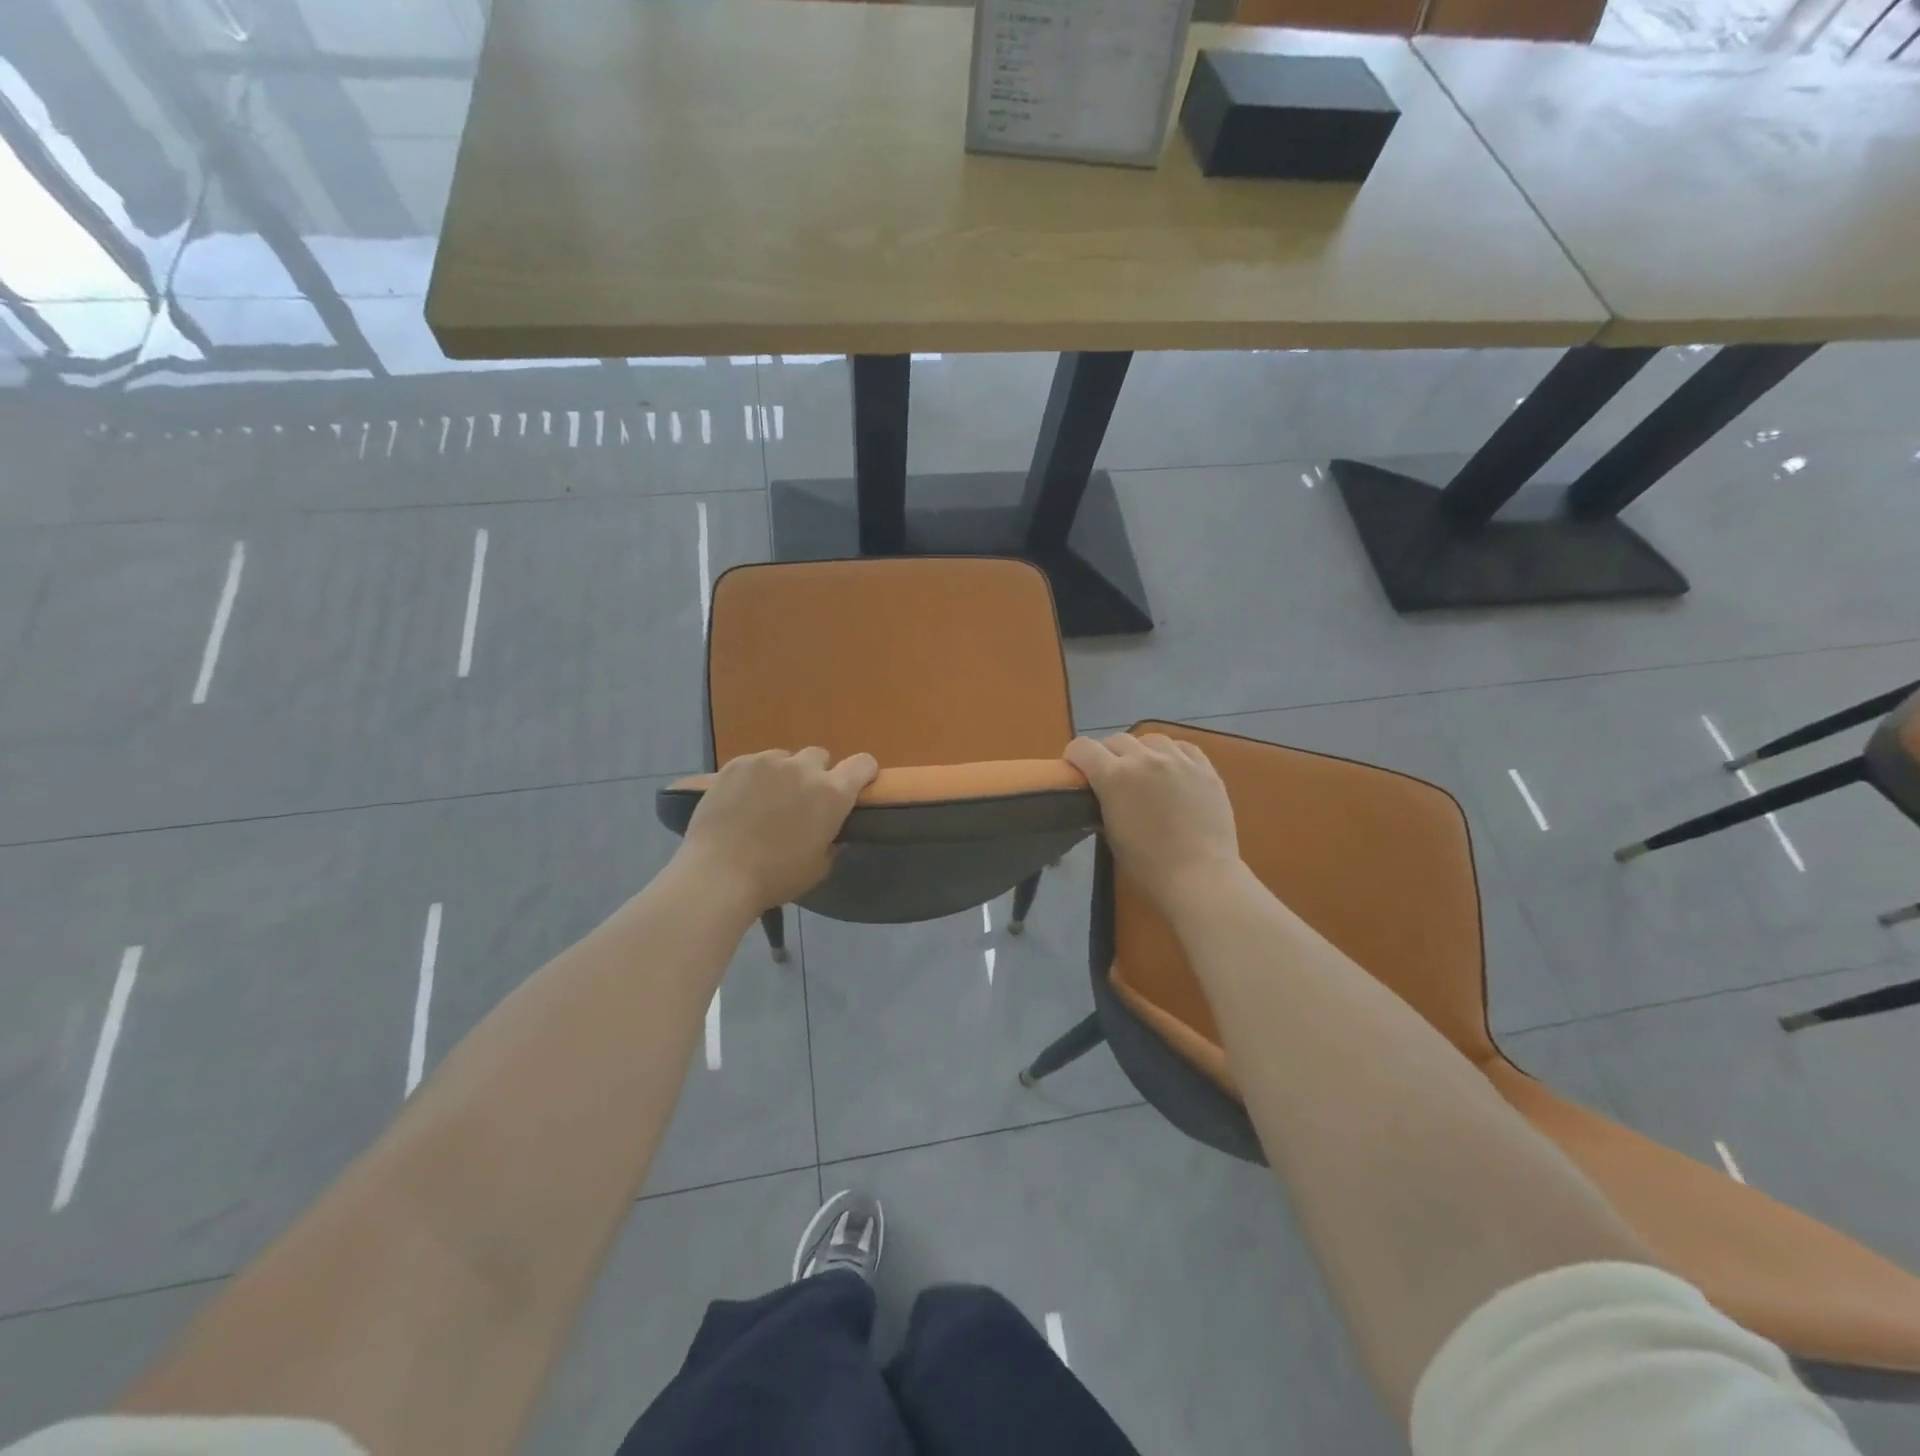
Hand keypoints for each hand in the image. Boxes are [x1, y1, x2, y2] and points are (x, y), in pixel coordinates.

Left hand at [677, 748, 879, 913]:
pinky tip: (741, 800)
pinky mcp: (737, 763)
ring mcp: (768, 762)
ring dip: (784, 774)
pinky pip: (755, 763)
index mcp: (833, 794)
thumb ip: (833, 841)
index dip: (863, 773)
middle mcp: (804, 768)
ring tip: (766, 800)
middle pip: (820, 756)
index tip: (855, 787)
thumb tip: (833, 831)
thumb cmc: (776, 877)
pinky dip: (754, 777)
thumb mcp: (819, 867)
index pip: (863, 764)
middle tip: (802, 801)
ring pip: (785, 758)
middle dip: (816, 774)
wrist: (718, 874)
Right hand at [1065, 733, 1239, 907]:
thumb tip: (1100, 800)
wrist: (1200, 875)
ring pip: (1151, 739)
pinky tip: (1172, 769)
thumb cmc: (1148, 864)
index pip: (1083, 747)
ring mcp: (1178, 760)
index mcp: (1114, 776)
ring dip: (1140, 751)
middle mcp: (1144, 759)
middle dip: (1107, 754)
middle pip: (1117, 740)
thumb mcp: (1112, 835)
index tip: (1076, 769)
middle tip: (1110, 775)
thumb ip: (1102, 808)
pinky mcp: (1204, 768)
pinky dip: (1171, 754)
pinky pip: (1183, 748)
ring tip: (1144, 769)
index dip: (1074, 756)